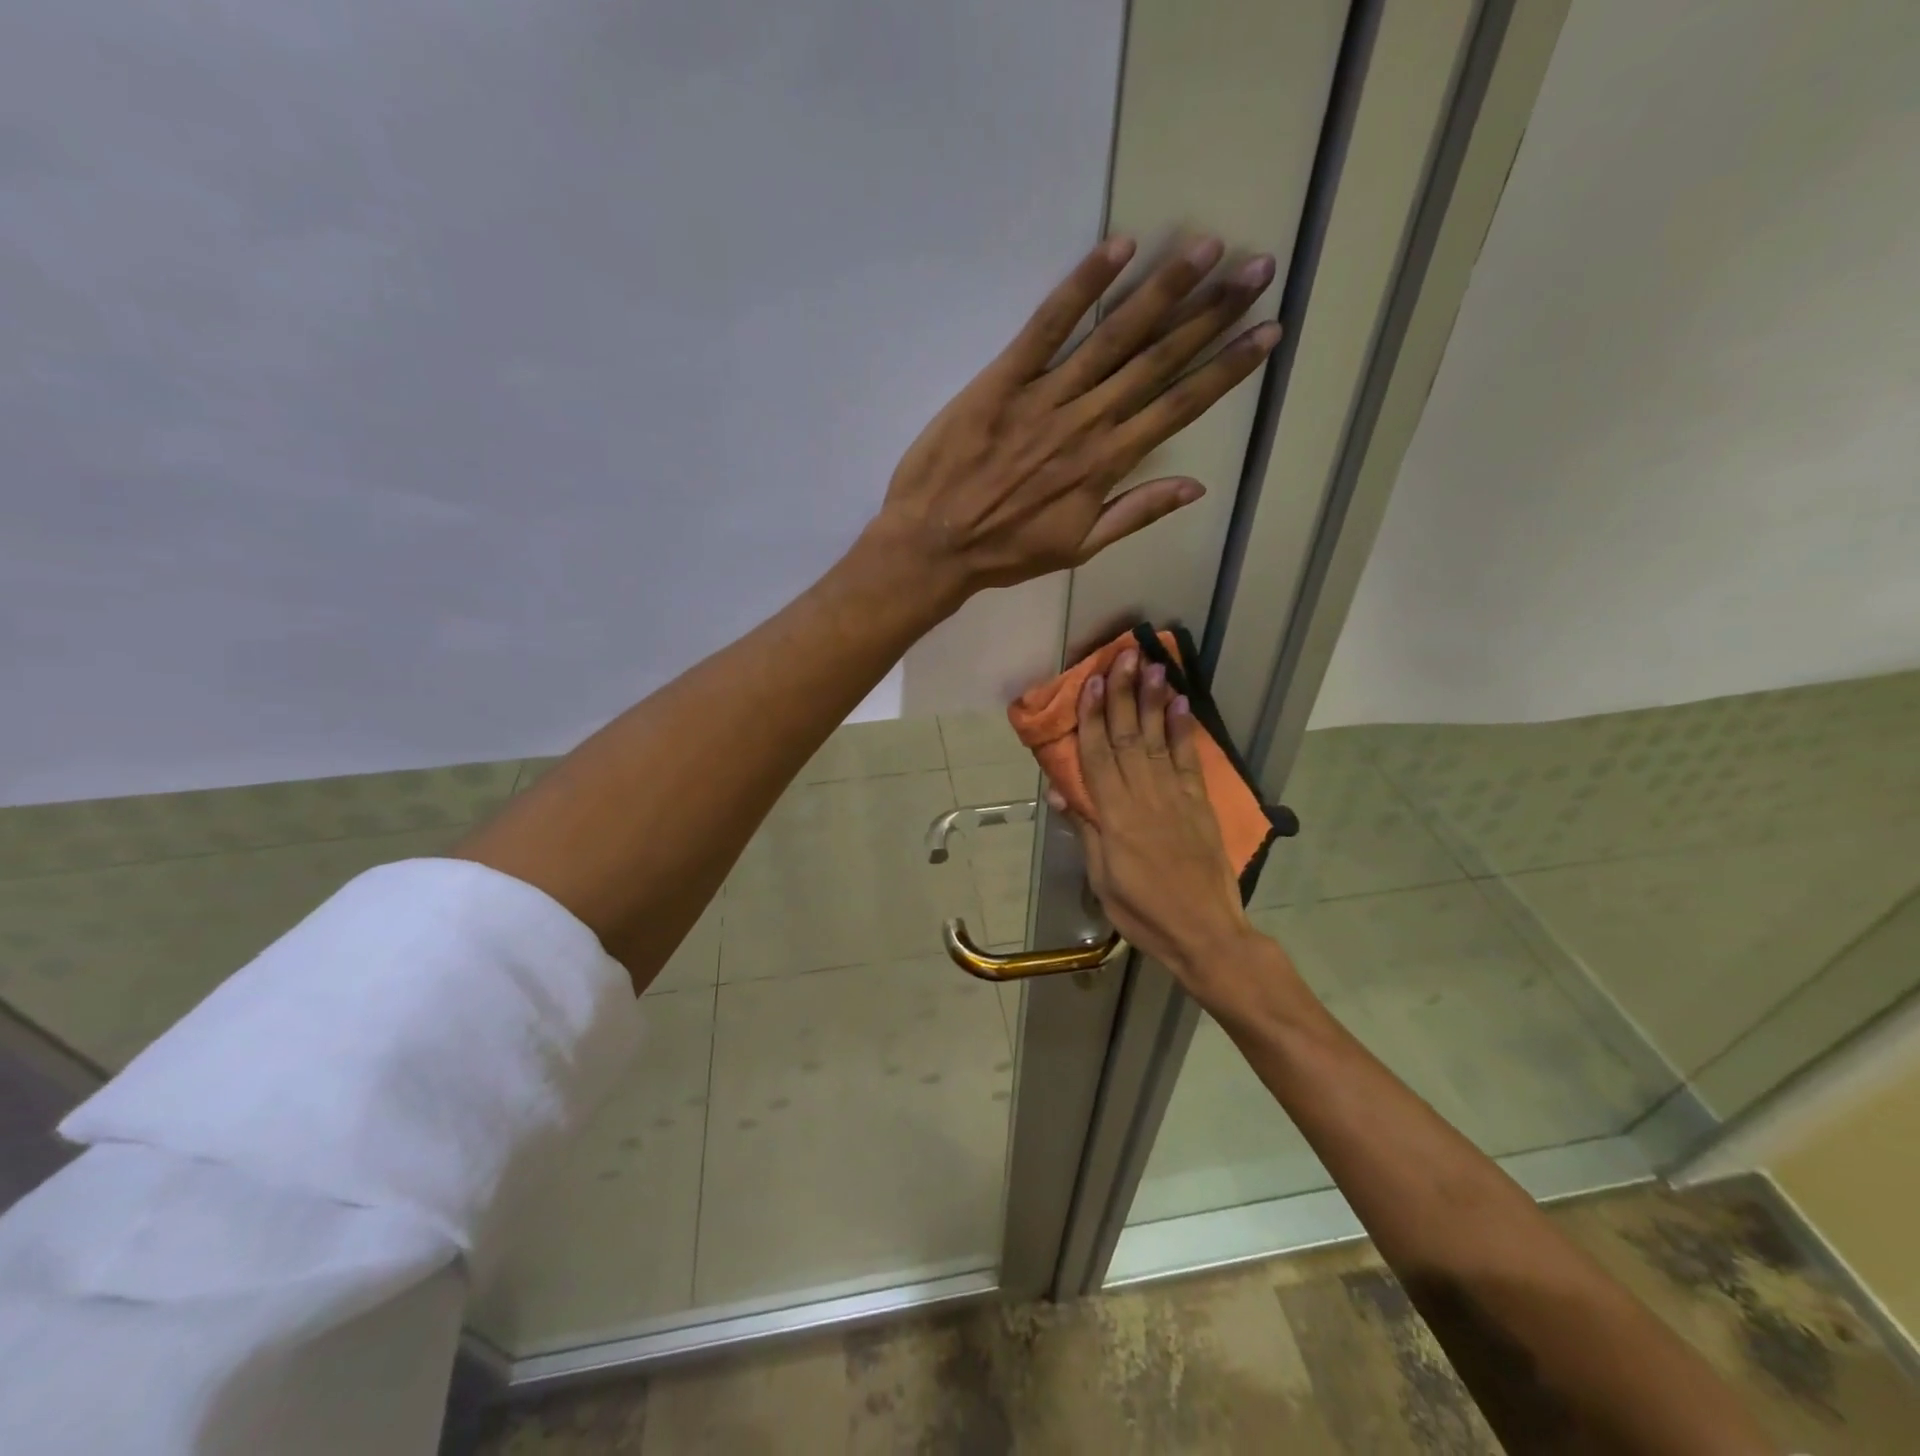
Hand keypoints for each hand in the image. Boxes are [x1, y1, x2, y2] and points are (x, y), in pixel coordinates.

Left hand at [866, 236, 1278, 601]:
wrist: (933, 545)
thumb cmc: (1004, 552)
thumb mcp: (1077, 548)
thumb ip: (1136, 514)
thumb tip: (1197, 487)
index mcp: (1106, 465)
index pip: (1179, 407)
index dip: (1227, 369)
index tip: (1268, 332)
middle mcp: (1086, 423)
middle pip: (1158, 361)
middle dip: (1211, 314)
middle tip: (1257, 269)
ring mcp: (1044, 397)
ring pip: (1114, 337)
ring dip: (1163, 291)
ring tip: (1207, 249)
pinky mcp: (1002, 379)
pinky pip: (1047, 326)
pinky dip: (1081, 288)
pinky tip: (1119, 249)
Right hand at [1053, 648, 1261, 996]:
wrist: (1205, 932)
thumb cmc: (1142, 911)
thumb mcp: (1101, 877)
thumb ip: (1086, 830)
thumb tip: (1061, 791)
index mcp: (1114, 817)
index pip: (1098, 756)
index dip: (1093, 717)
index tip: (1091, 682)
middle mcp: (1143, 797)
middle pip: (1128, 737)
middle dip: (1124, 694)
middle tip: (1123, 655)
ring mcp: (1175, 798)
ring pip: (1157, 740)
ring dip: (1153, 701)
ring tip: (1152, 665)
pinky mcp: (1199, 804)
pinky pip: (1188, 760)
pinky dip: (1183, 730)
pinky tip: (1180, 704)